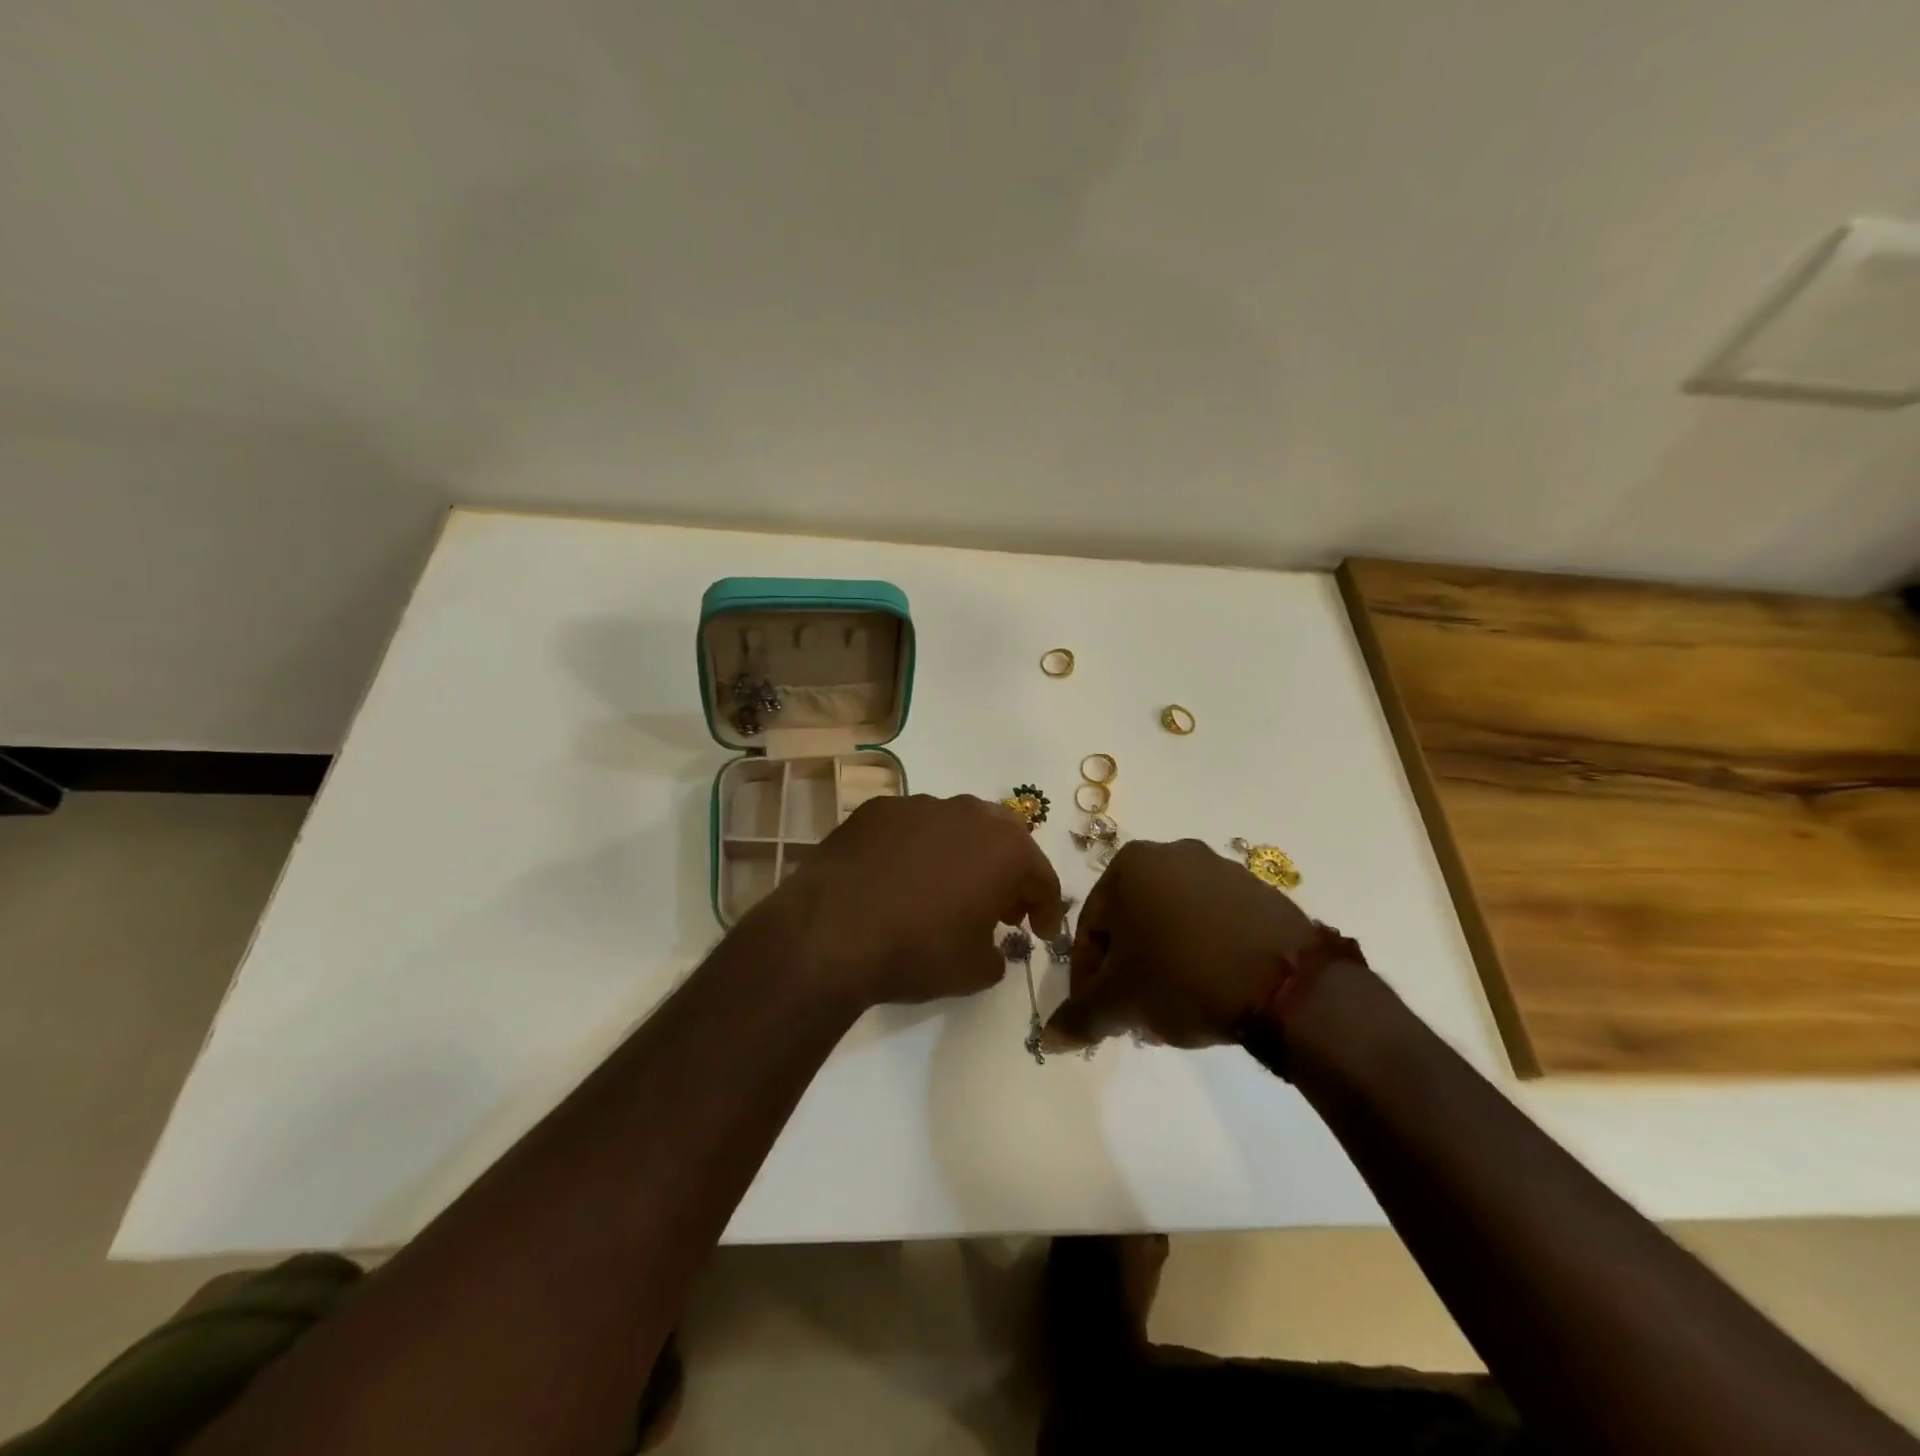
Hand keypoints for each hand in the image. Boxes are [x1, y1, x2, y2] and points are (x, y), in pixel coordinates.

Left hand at [757, 794, 1063, 1011]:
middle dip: (1007, 873)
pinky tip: (899, 880)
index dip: (1046, 909)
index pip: (1041, 876)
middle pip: (1002, 839)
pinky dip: (916, 850)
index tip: (1040, 934)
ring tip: (946, 892)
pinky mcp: (876, 809)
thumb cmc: (918, 951)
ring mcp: (919, 804)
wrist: (831, 933)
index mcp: (1005, 847)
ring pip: (955, 827)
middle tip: (1000, 909)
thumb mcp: (975, 971)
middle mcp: (968, 812)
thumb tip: (990, 946)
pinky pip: (911, 829)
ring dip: (961, 856)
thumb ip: (998, 953)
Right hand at [1041, 838, 1318, 1050]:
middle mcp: (1173, 853)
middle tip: (1134, 1014)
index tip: (1096, 1014)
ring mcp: (1220, 868)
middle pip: (1132, 922)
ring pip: (1172, 922)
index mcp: (1130, 864)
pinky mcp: (1259, 891)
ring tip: (1173, 1009)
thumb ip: (1079, 1017)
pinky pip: (1212, 923)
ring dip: (1162, 963)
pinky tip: (1210, 991)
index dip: (1086, 976)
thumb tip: (1048, 1040)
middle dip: (1127, 970)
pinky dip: (1201, 953)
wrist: (1289, 985)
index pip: (1090, 926)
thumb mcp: (1121, 1002)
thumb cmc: (1184, 977)